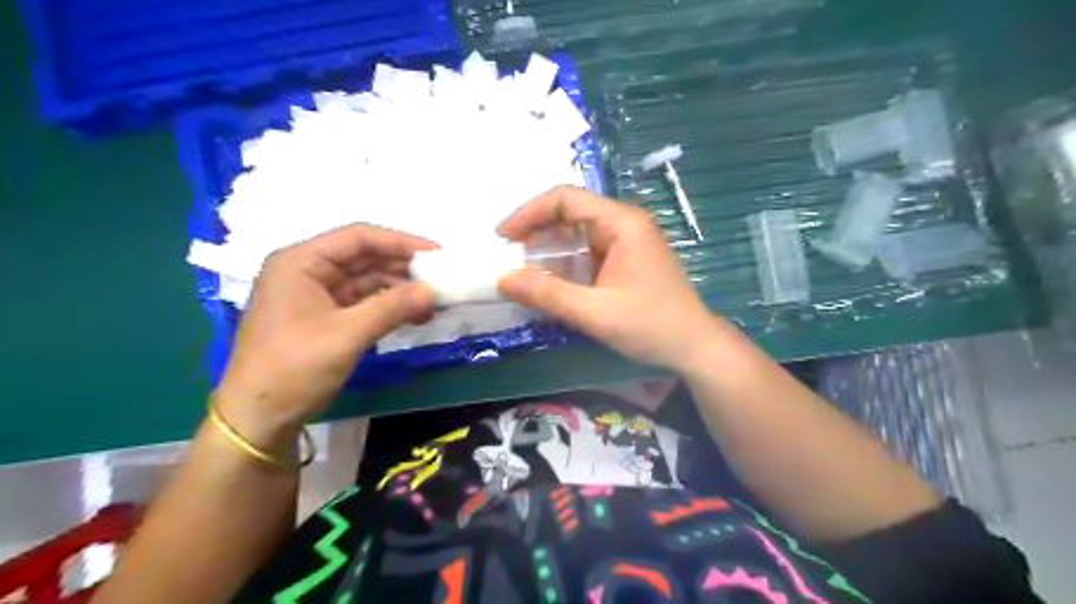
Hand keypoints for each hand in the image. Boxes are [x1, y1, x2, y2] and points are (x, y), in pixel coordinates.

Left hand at [214, 224, 433, 441]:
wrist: (259, 418)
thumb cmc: (294, 367)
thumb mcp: (347, 334)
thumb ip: (392, 307)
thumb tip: (432, 290)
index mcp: (300, 262)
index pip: (358, 238)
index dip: (400, 242)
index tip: (436, 254)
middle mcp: (306, 271)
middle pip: (363, 257)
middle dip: (402, 267)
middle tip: (440, 278)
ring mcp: (314, 295)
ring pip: (365, 280)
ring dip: (398, 289)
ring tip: (432, 302)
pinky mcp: (322, 317)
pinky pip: (361, 302)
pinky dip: (387, 307)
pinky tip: (413, 316)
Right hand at [499, 183, 726, 373]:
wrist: (695, 348)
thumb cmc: (651, 326)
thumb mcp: (596, 313)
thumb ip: (548, 295)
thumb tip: (502, 279)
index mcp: (622, 223)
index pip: (566, 198)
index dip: (529, 212)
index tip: (503, 236)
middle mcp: (624, 223)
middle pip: (570, 213)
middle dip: (536, 232)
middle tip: (509, 257)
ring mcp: (626, 241)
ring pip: (577, 234)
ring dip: (548, 250)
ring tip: (523, 272)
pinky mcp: (625, 259)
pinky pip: (587, 252)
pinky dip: (564, 264)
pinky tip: (549, 283)